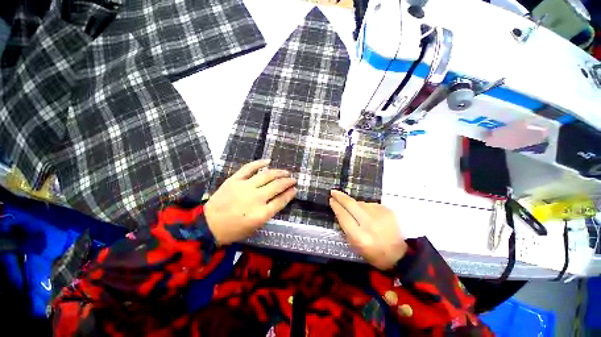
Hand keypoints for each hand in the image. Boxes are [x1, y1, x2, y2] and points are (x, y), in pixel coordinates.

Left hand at [205, 159, 296, 245]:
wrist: (208, 225)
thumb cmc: (234, 229)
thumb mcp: (255, 226)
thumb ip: (270, 212)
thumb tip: (281, 198)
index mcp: (261, 213)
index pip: (281, 200)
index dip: (290, 194)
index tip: (295, 189)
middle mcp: (256, 198)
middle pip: (277, 186)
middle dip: (288, 182)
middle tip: (293, 179)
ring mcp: (245, 187)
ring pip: (266, 175)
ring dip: (278, 172)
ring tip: (285, 172)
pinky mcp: (234, 180)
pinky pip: (249, 168)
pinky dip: (259, 163)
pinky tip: (268, 161)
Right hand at [329, 190, 406, 269]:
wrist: (401, 254)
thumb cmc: (374, 254)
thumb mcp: (355, 246)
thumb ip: (346, 229)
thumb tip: (339, 212)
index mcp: (360, 236)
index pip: (343, 216)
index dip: (336, 207)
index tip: (331, 200)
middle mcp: (369, 223)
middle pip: (351, 204)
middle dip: (340, 197)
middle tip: (333, 192)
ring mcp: (380, 215)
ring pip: (361, 203)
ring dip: (354, 204)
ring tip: (354, 210)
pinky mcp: (387, 210)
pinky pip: (370, 205)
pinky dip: (365, 207)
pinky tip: (367, 214)